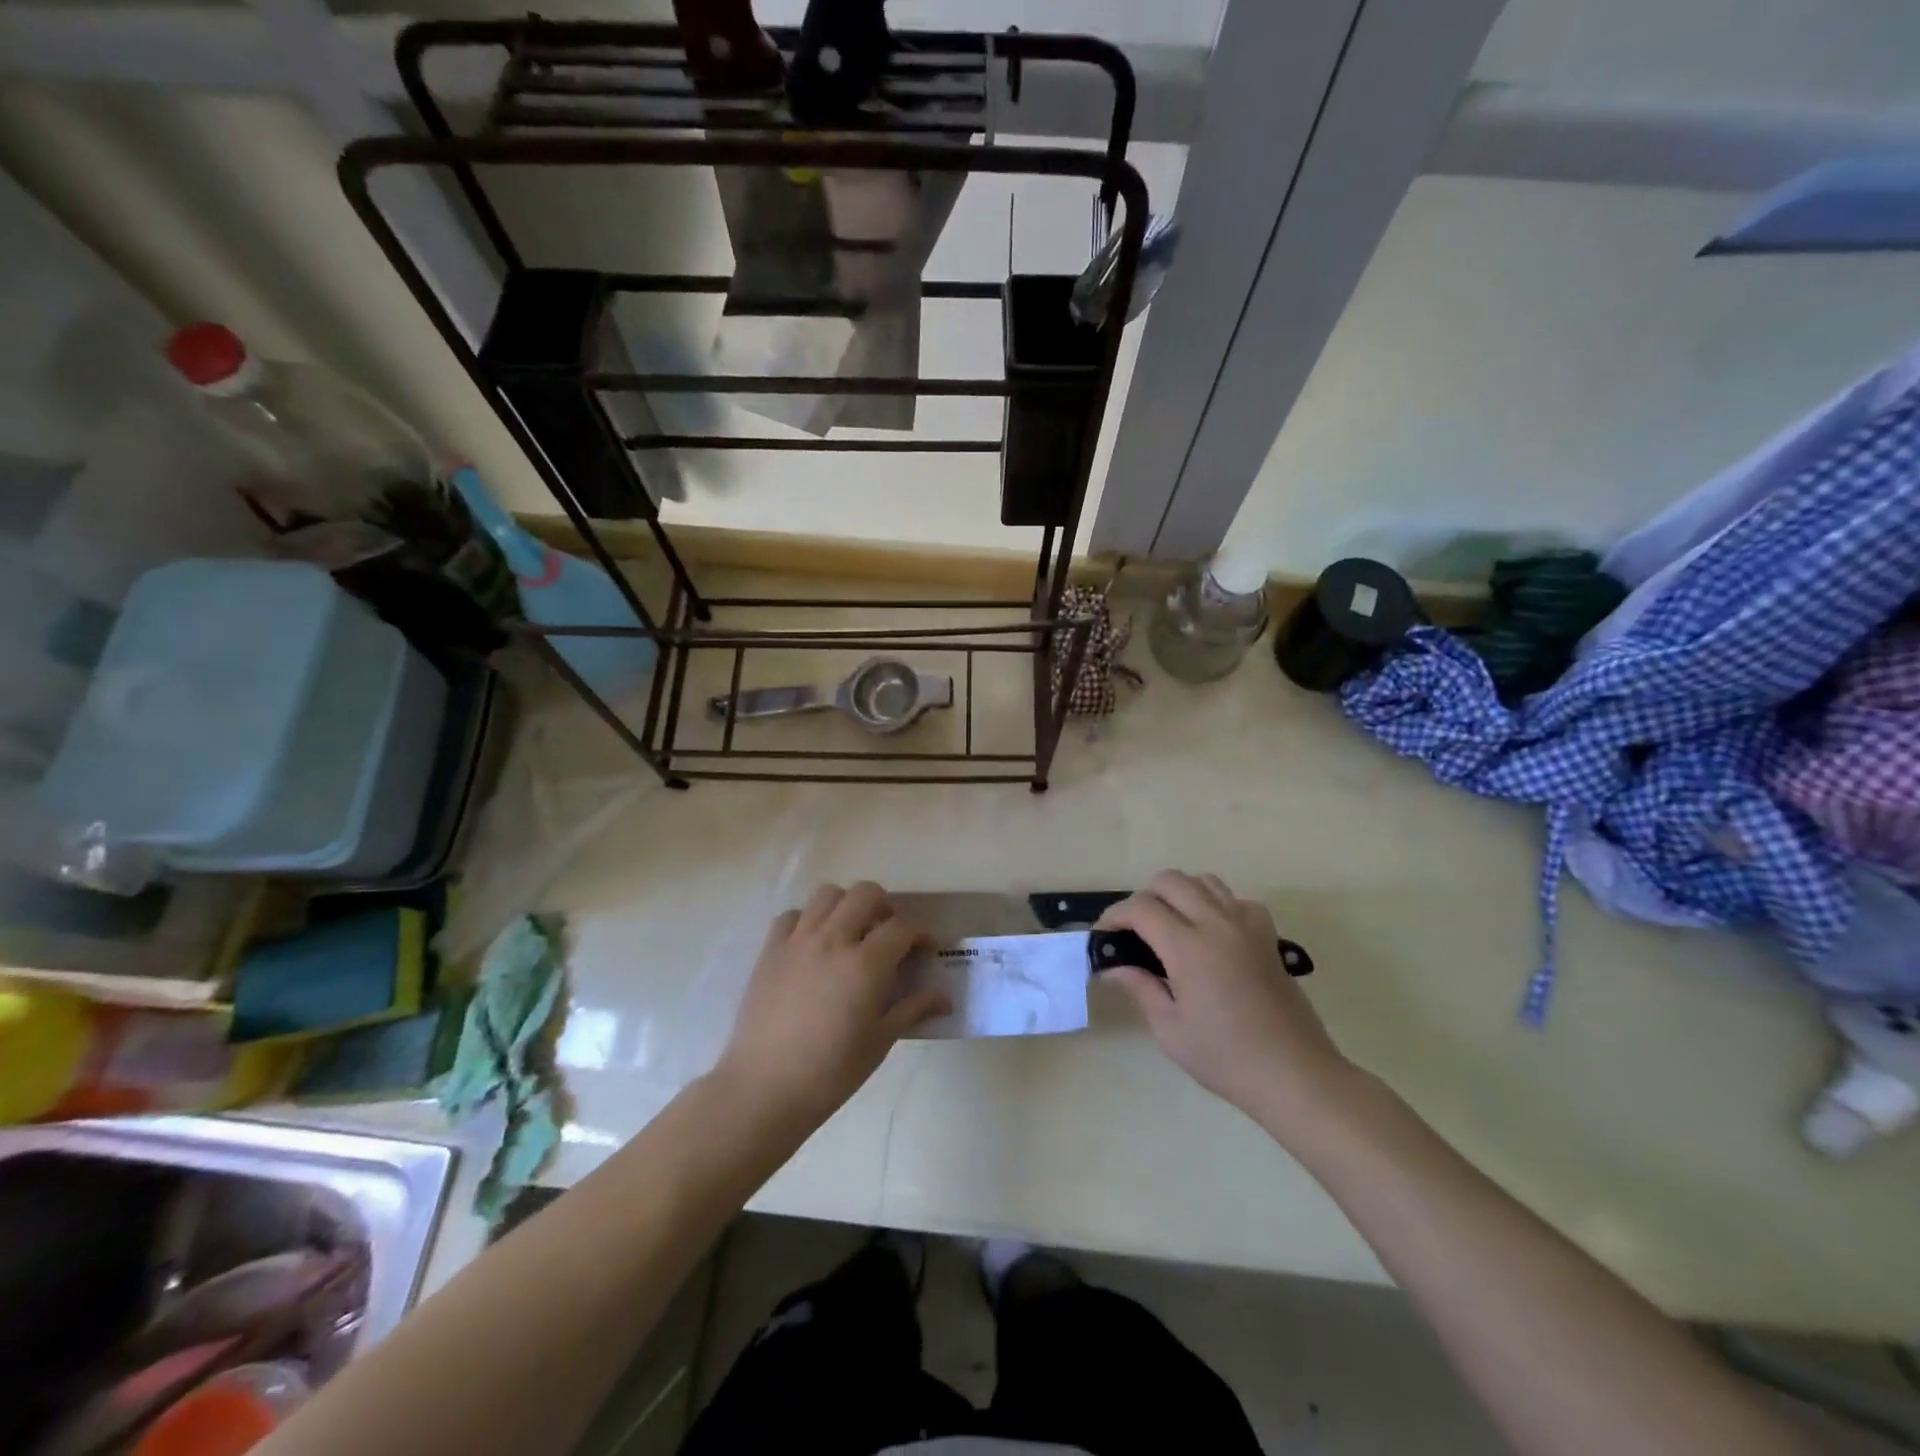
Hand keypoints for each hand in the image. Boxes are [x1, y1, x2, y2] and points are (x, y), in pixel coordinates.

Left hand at [713, 882, 947, 1129]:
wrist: (765, 1088)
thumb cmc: (831, 1071)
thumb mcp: (880, 1041)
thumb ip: (913, 1009)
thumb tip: (945, 998)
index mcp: (865, 964)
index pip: (901, 927)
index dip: (918, 933)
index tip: (923, 948)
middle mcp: (833, 939)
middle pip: (865, 893)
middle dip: (885, 906)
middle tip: (887, 932)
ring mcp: (798, 941)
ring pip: (827, 894)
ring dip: (846, 905)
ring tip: (850, 931)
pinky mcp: (770, 950)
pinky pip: (792, 915)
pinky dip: (807, 920)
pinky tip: (813, 944)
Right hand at [1097, 871, 1351, 1132]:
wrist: (1295, 1074)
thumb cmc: (1226, 1058)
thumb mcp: (1170, 1030)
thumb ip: (1140, 988)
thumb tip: (1112, 967)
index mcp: (1188, 947)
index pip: (1141, 908)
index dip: (1114, 916)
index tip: (1104, 936)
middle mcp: (1217, 924)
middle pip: (1171, 881)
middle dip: (1144, 898)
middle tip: (1135, 932)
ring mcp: (1247, 925)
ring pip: (1205, 881)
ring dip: (1180, 895)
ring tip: (1171, 928)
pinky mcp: (1268, 935)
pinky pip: (1236, 900)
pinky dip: (1216, 905)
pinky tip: (1211, 934)